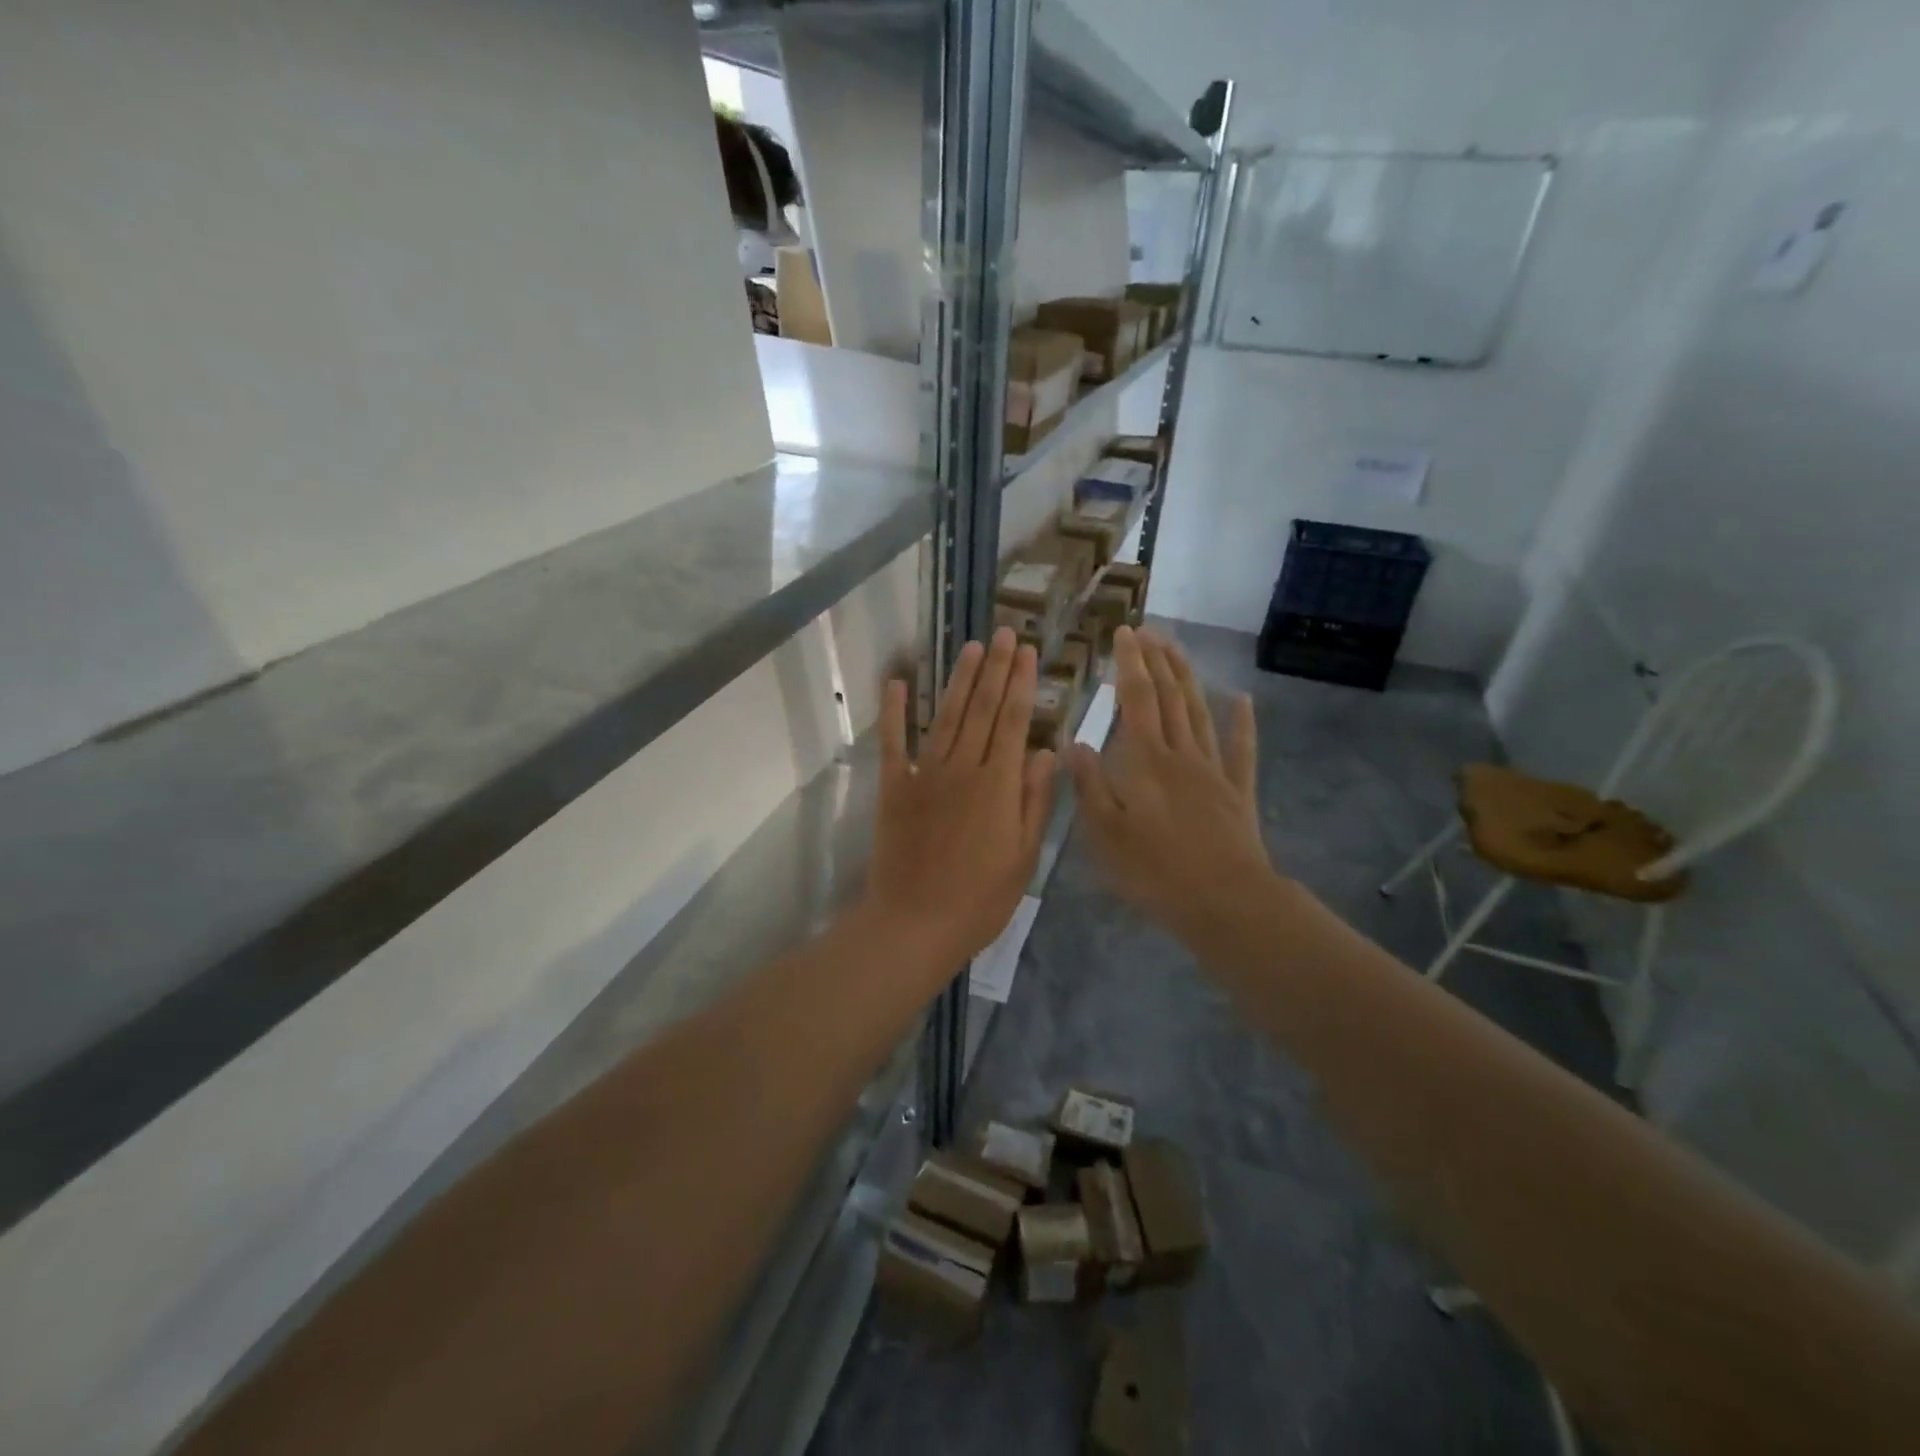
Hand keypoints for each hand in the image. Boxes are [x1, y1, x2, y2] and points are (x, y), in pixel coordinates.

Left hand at [864, 628, 1057, 977]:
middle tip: (1004, 633)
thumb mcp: (1023, 856)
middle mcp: (962, 767)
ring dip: (959, 679)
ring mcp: (924, 773)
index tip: (1028, 652)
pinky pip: (893, 741)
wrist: (914, 924)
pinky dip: (894, 711)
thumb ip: (1035, 800)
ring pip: (946, 715)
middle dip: (995, 668)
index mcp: (998, 784)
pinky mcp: (894, 787)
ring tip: (971, 647)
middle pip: (982, 708)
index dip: (1021, 683)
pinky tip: (897, 682)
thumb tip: (1046, 751)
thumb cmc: (979, 899)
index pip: (1013, 721)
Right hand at [1068, 627, 1275, 944]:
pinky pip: (1241, 749)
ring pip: (1199, 713)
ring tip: (1177, 649)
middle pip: (1170, 697)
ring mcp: (1213, 770)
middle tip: (1149, 631)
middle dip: (1158, 661)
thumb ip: (1090, 786)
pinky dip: (1241, 722)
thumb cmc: (1155, 871)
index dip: (1130, 664)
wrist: (1225, 901)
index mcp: (1146, 762)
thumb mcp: (1105, 834)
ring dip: (1188, 678)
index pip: (1136, 700)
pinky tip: (1241, 699)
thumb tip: (1074, 743)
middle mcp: (1181, 754)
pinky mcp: (1237, 792)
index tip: (1124, 633)